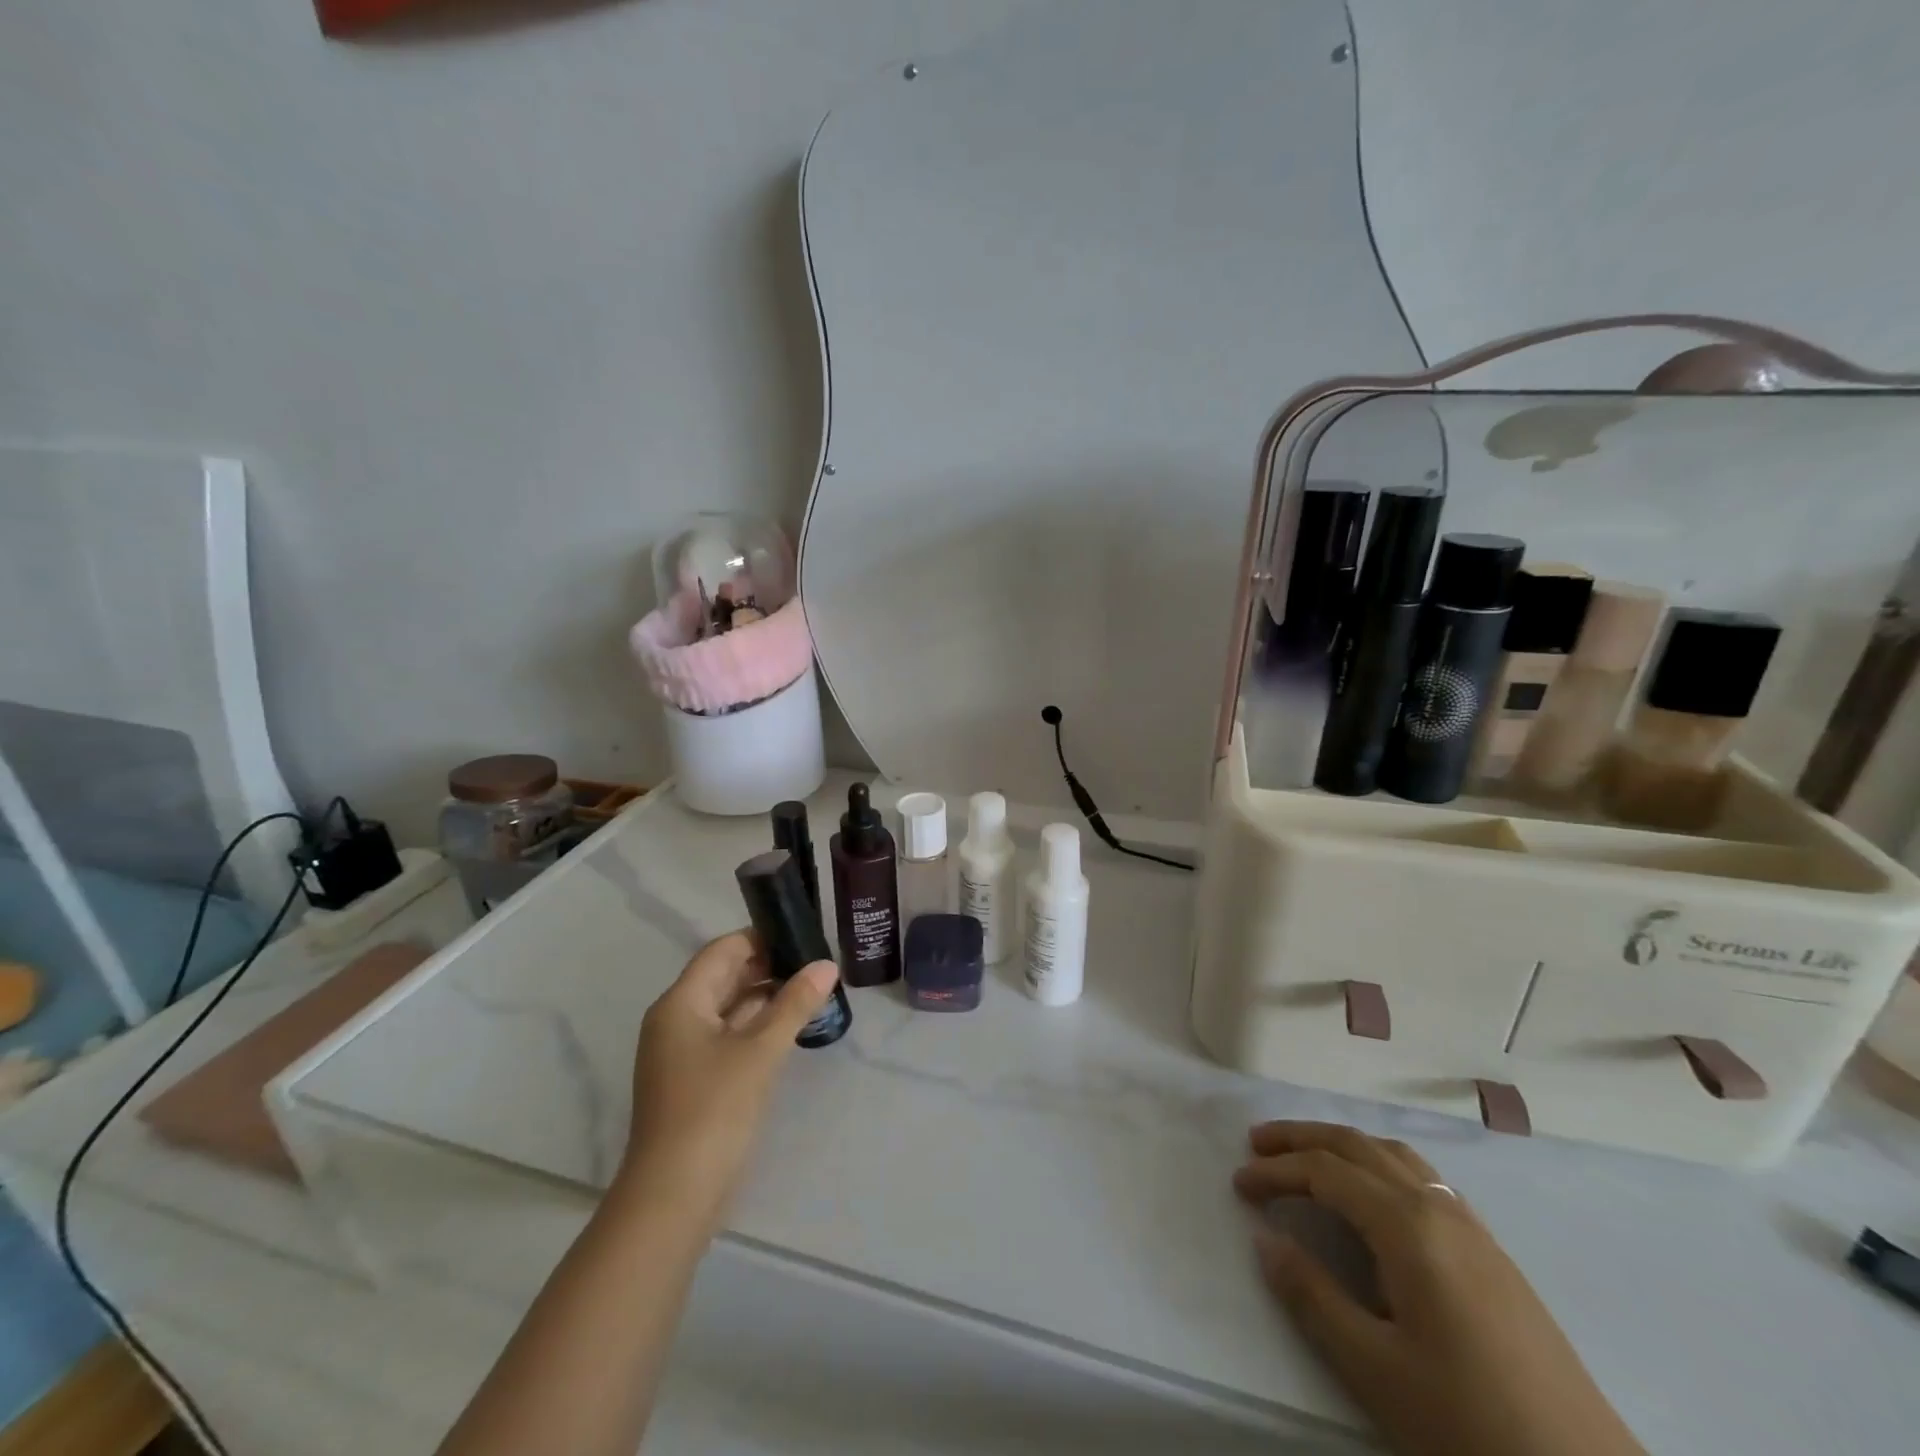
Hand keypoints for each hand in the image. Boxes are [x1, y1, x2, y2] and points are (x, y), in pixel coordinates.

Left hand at [618, 931, 837, 1231]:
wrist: (673, 1197)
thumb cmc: (713, 1110)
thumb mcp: (760, 1051)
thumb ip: (795, 1003)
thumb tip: (827, 964)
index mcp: (681, 1003)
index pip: (723, 950)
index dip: (761, 937)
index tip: (803, 936)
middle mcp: (676, 1020)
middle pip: (724, 977)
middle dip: (768, 967)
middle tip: (816, 964)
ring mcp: (682, 1053)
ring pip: (728, 1008)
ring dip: (766, 998)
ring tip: (812, 991)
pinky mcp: (694, 1080)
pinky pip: (728, 1036)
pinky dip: (757, 1027)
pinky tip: (790, 1028)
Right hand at [1235, 1122, 1642, 1455]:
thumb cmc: (1469, 1422)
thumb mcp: (1376, 1368)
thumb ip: (1312, 1296)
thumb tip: (1265, 1240)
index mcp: (1408, 1225)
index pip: (1326, 1173)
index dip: (1276, 1171)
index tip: (1238, 1184)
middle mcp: (1438, 1207)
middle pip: (1358, 1146)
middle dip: (1302, 1138)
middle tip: (1257, 1143)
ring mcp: (1472, 1226)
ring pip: (1394, 1154)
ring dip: (1343, 1145)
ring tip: (1308, 1157)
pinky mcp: (1492, 1252)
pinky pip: (1423, 1178)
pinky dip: (1380, 1163)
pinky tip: (1375, 1194)